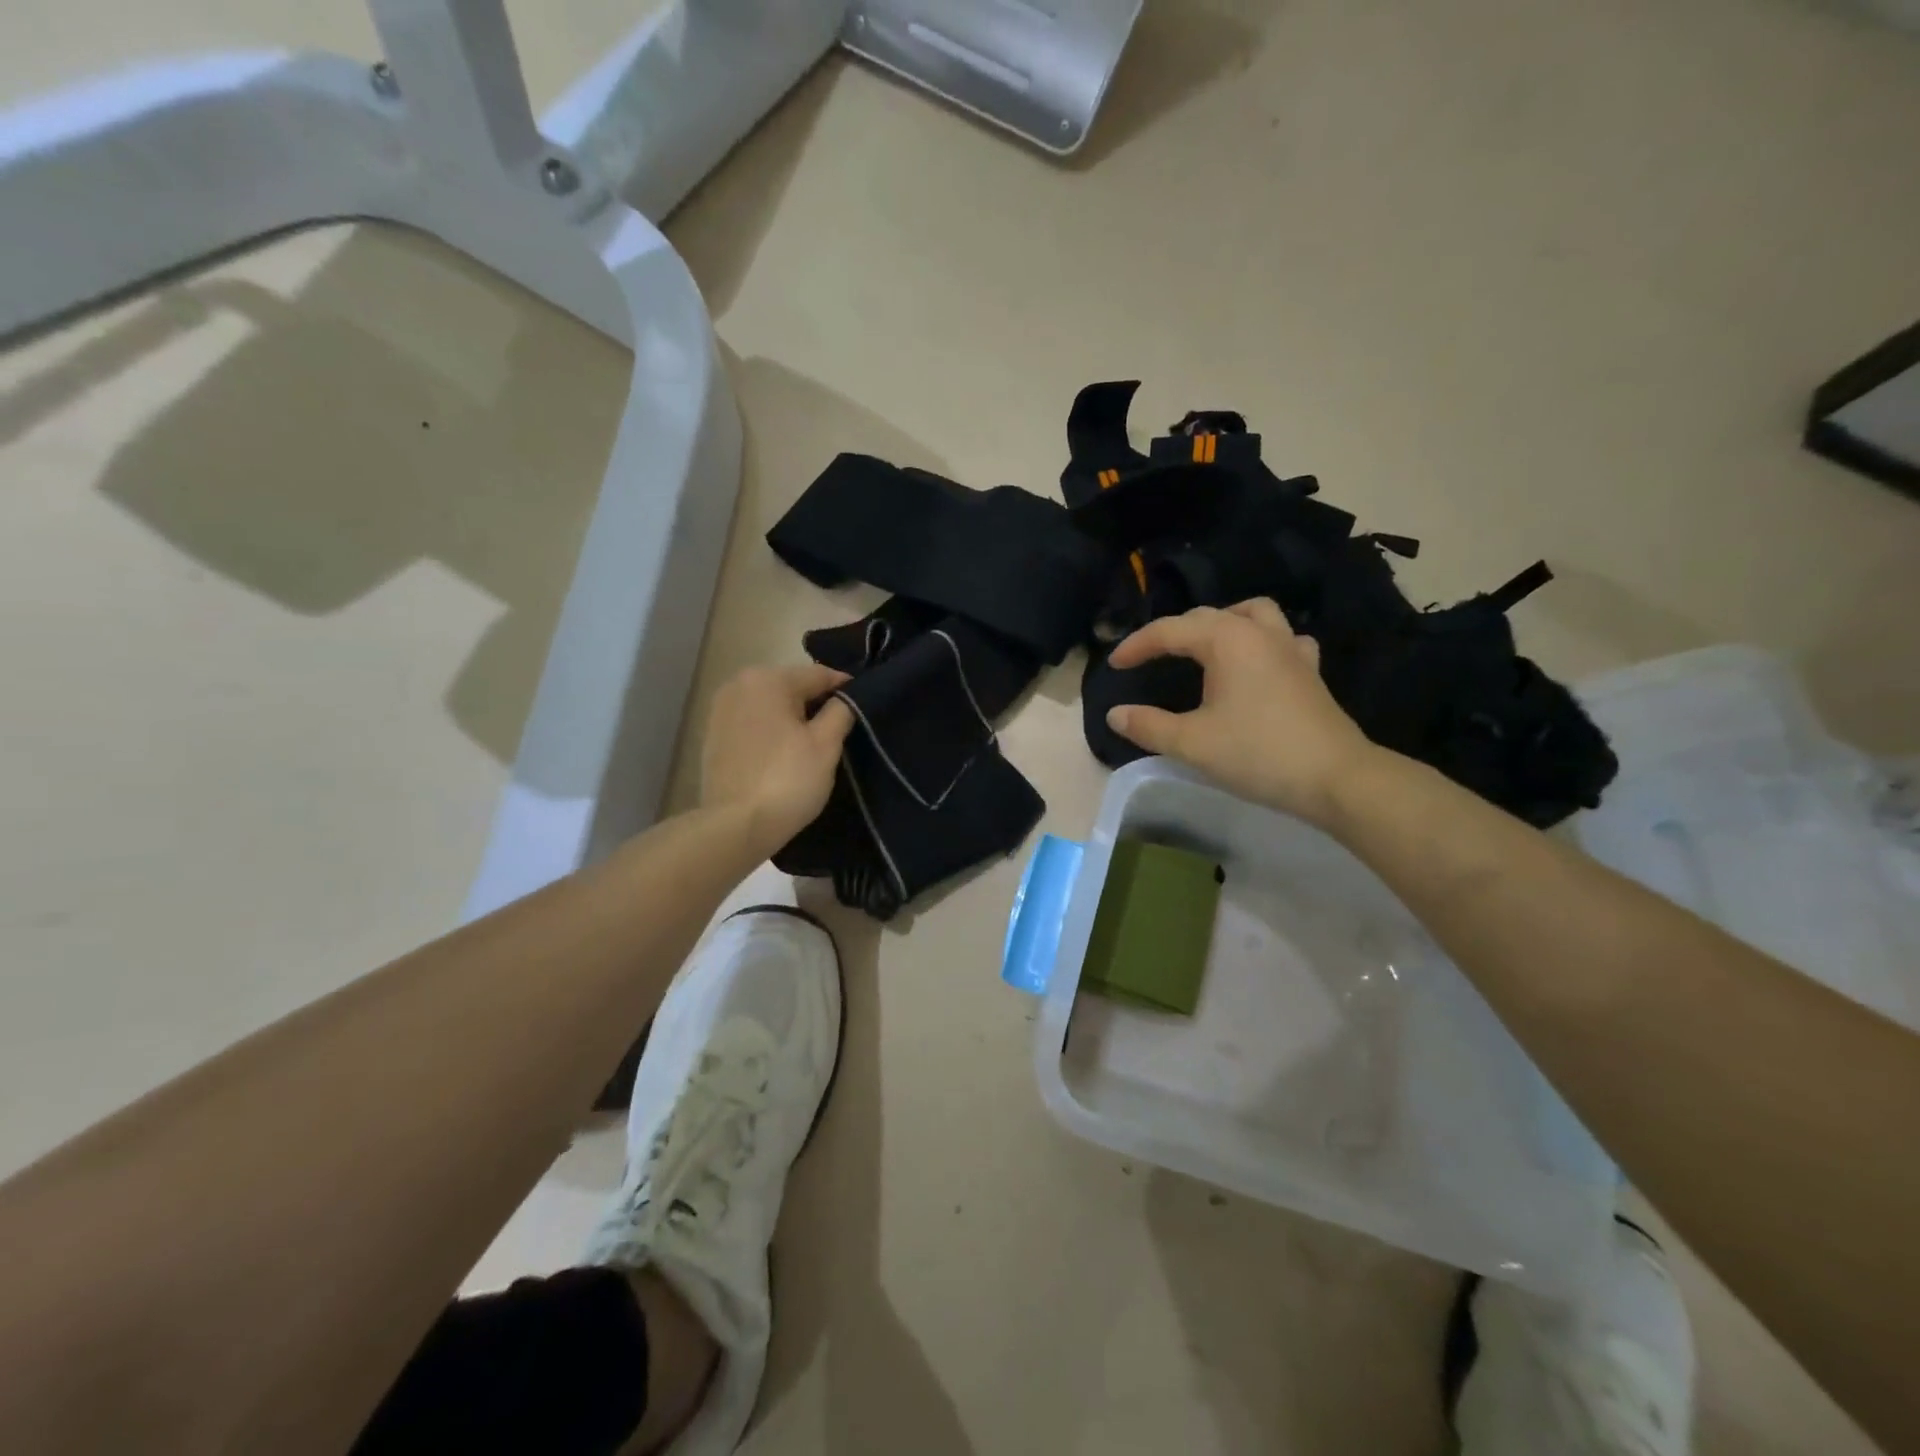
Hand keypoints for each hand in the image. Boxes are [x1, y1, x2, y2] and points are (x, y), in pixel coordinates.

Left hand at [702, 663, 855, 855]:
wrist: (736, 826)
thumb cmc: (787, 780)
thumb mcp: (826, 744)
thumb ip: (842, 710)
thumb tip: (846, 697)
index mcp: (768, 679)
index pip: (820, 675)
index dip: (847, 690)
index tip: (864, 708)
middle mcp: (739, 684)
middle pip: (792, 687)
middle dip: (816, 704)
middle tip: (840, 731)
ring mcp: (720, 710)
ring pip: (771, 706)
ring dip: (792, 719)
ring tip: (812, 746)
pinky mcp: (712, 736)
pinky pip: (753, 724)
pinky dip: (770, 732)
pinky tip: (783, 755)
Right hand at [1105, 599, 1379, 825]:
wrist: (1336, 779)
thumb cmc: (1258, 754)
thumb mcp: (1192, 743)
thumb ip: (1148, 725)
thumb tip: (1116, 714)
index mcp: (1227, 640)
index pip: (1169, 631)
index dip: (1136, 646)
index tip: (1114, 666)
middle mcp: (1258, 633)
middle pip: (1206, 616)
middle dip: (1172, 633)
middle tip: (1148, 659)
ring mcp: (1290, 648)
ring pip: (1252, 614)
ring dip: (1222, 622)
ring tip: (1203, 645)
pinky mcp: (1309, 670)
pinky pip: (1282, 638)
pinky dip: (1261, 641)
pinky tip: (1256, 663)